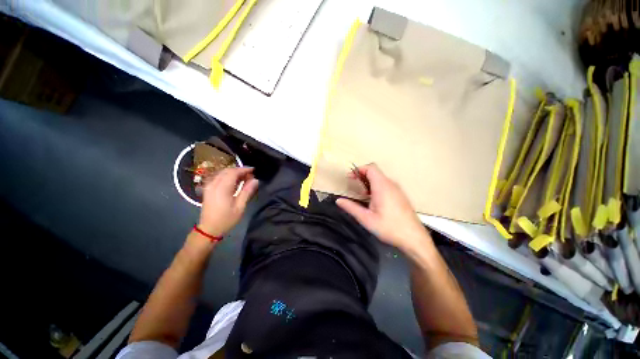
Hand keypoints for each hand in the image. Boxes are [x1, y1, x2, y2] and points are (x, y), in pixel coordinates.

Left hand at [197, 167, 258, 236]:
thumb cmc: (226, 219)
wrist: (209, 229)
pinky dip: (227, 176)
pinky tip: (234, 182)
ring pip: (222, 173)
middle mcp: (214, 184)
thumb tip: (255, 180)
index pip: (233, 172)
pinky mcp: (208, 189)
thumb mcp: (240, 207)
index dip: (244, 169)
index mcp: (222, 188)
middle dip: (239, 170)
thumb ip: (247, 191)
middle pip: (227, 171)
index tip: (254, 170)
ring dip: (233, 173)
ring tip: (244, 178)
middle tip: (250, 175)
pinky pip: (218, 177)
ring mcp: (209, 186)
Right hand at [336, 163, 430, 253]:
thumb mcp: (366, 219)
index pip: (370, 168)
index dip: (358, 170)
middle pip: (375, 171)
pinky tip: (374, 200)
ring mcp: (397, 189)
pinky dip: (376, 186)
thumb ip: (351, 207)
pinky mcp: (400, 194)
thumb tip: (338, 201)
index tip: (350, 178)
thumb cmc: (389, 228)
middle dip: (362, 176)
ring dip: (369, 182)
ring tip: (363, 195)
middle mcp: (391, 184)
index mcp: (382, 186)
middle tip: (354, 186)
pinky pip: (386, 184)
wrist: (414, 238)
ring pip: (380, 178)